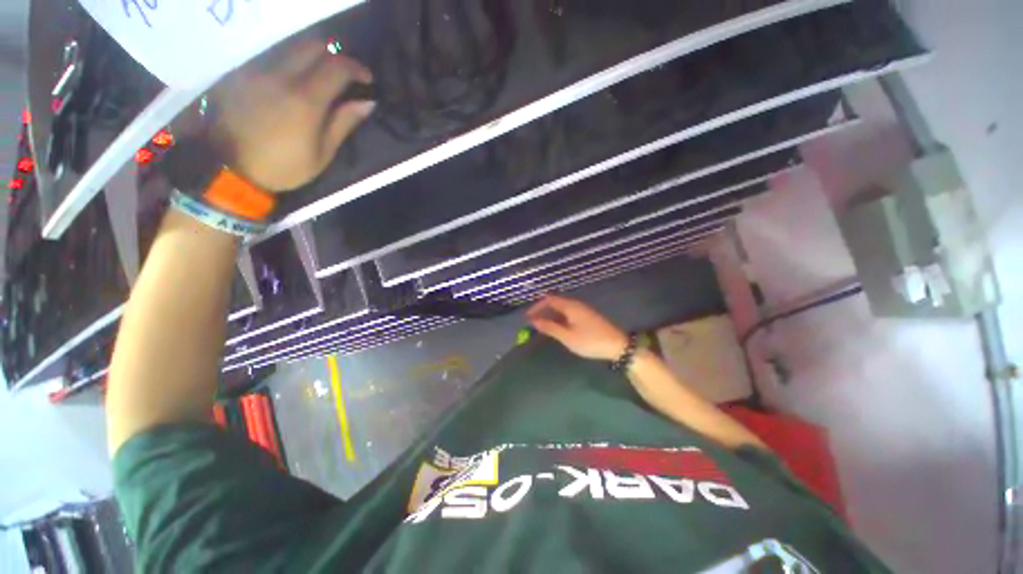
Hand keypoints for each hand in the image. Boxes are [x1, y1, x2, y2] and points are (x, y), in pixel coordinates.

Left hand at [208, 39, 374, 191]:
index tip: (367, 79)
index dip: (357, 68)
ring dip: (314, 58)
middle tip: (346, 75)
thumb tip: (367, 102)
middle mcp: (281, 76)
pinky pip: (275, 59)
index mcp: (304, 99)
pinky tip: (296, 84)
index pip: (336, 67)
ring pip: (293, 49)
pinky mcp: (244, 75)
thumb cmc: (283, 166)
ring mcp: (259, 72)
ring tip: (323, 78)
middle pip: (314, 46)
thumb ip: (344, 123)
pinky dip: (293, 65)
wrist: (228, 167)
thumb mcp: (322, 153)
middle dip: (336, 56)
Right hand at [526, 295, 628, 361]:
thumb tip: (533, 320)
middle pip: (555, 302)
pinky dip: (559, 318)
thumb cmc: (590, 341)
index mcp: (570, 305)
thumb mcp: (567, 336)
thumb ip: (549, 327)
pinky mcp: (587, 316)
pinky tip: (556, 328)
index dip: (536, 306)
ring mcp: (582, 309)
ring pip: (561, 308)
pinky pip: (568, 313)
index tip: (527, 317)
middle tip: (532, 322)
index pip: (548, 299)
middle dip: (542, 311)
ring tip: (541, 327)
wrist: (617, 346)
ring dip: (550, 315)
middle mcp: (575, 304)